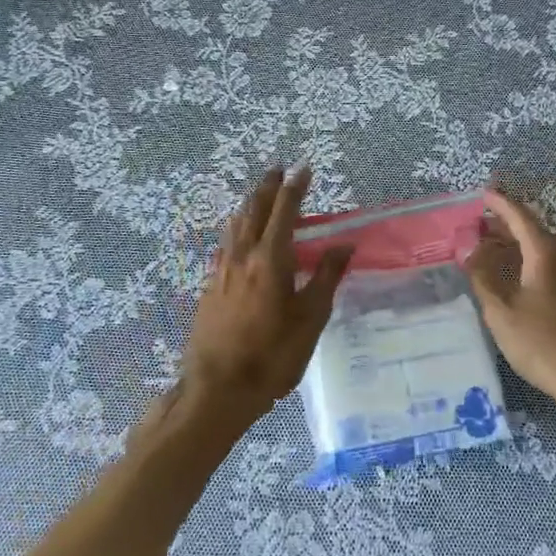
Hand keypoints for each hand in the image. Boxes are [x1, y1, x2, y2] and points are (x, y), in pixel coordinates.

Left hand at [183, 167, 352, 427]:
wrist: (217, 387)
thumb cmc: (272, 354)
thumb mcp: (310, 318)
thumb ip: (327, 277)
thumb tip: (344, 244)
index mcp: (270, 259)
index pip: (284, 211)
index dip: (295, 188)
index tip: (303, 168)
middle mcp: (243, 256)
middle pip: (254, 210)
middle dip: (268, 187)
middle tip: (277, 169)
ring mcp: (222, 270)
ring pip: (236, 225)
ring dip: (249, 204)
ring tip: (259, 194)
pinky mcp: (211, 286)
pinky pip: (226, 243)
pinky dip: (237, 227)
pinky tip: (238, 235)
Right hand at [467, 189, 555, 421]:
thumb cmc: (545, 344)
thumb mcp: (502, 312)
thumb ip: (483, 275)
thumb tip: (469, 246)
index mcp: (546, 252)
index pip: (519, 216)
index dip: (500, 203)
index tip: (483, 193)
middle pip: (533, 231)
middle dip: (505, 226)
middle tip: (478, 226)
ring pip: (544, 250)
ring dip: (518, 246)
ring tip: (492, 251)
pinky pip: (554, 267)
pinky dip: (532, 264)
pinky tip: (519, 280)